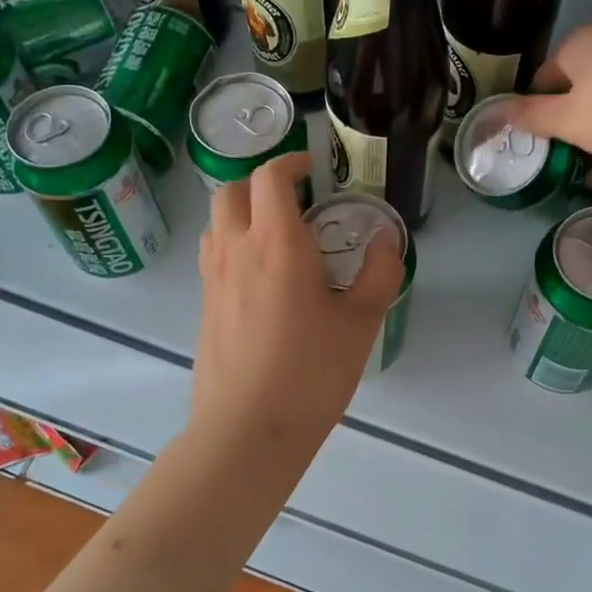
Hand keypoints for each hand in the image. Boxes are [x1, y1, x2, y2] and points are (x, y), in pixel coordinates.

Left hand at [189, 152, 402, 472]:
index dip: (291, 162)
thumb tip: (387, 239)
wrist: (248, 429)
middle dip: (261, 182)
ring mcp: (213, 278)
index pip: (270, 177)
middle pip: (232, 189)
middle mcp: (236, 249)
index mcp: (277, 243)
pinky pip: (212, 254)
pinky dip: (232, 244)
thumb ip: (379, 273)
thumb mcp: (361, 323)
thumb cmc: (310, 372)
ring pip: (217, 221)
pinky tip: (259, 277)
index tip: (312, 168)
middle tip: (294, 198)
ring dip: (242, 211)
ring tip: (275, 235)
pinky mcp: (204, 306)